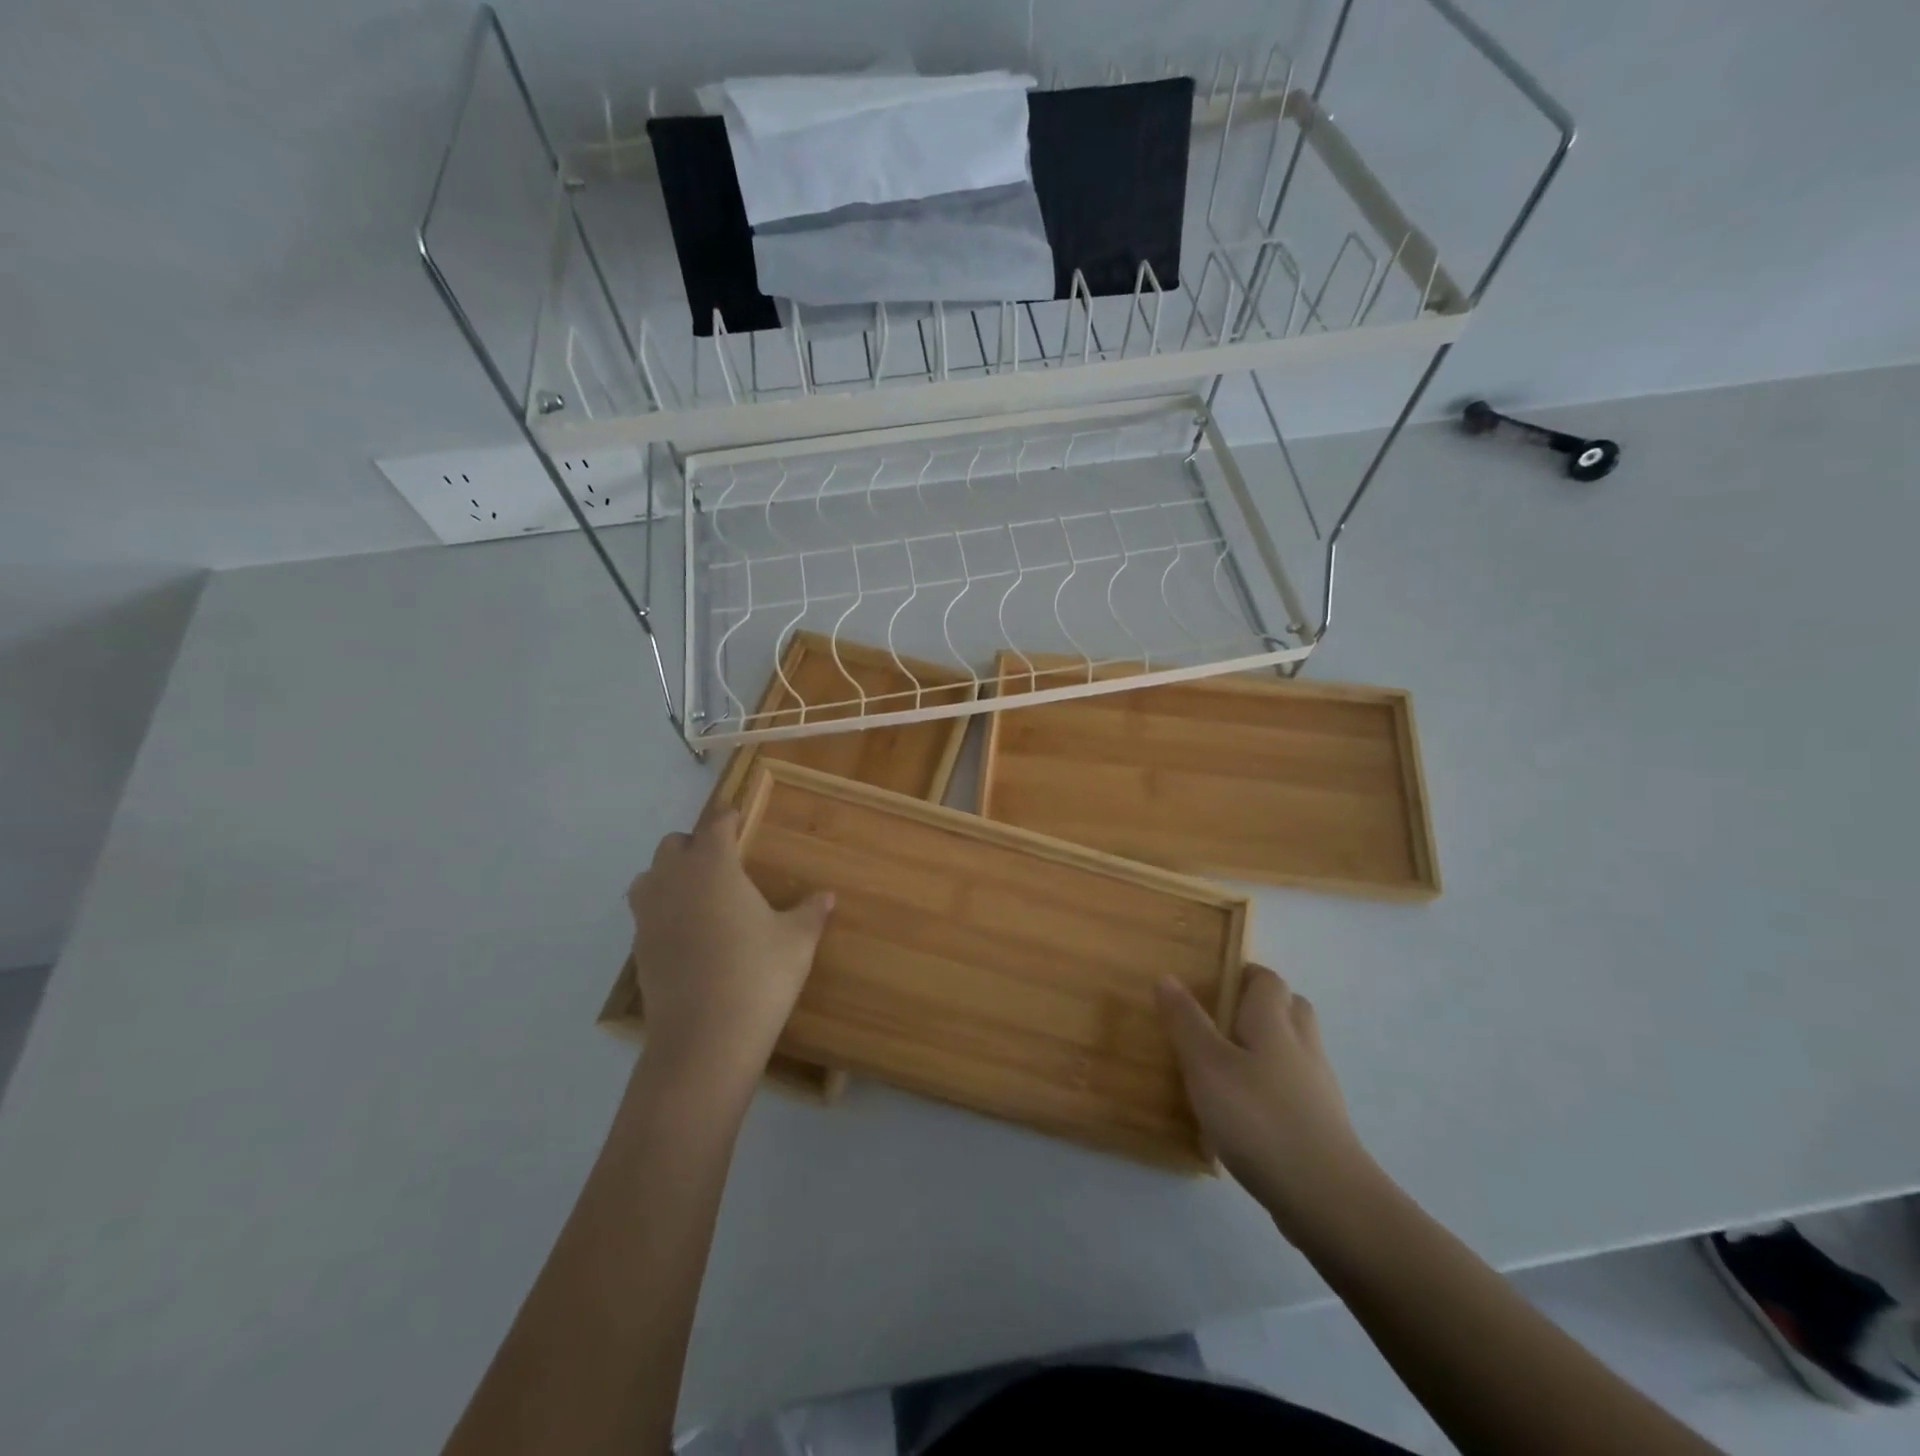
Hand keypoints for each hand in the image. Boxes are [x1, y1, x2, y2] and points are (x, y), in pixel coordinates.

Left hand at [627, 807, 833, 1092]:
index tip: (735, 813)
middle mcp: (674, 882)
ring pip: (650, 877)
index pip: (715, 826)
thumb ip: (811, 913)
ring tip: (698, 894)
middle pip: (673, 845)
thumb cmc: (758, 976)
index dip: (726, 816)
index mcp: (713, 867)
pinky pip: (646, 913)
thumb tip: (828, 896)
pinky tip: (688, 933)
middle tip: (723, 860)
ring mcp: (650, 916)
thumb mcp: (796, 942)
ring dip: (670, 875)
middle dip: (695, 844)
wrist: (704, 1040)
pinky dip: (663, 910)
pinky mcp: (639, 950)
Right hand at [1158, 965, 1377, 1230]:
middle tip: (1222, 1019)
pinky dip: (1274, 1089)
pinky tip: (1246, 1113)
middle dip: (1262, 1007)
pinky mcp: (1322, 1127)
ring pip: (1295, 1052)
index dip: (1245, 974)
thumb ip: (1186, 1021)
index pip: (1268, 980)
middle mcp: (1302, 1047)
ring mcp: (1318, 1090)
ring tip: (1228, 1067)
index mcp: (1274, 1023)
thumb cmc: (1259, 1117)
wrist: (1327, 1198)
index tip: (1214, 982)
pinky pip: (1296, 1091)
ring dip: (1269, 1050)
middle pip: (1291, 1010)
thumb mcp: (1207, 1065)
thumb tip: (1167, 976)